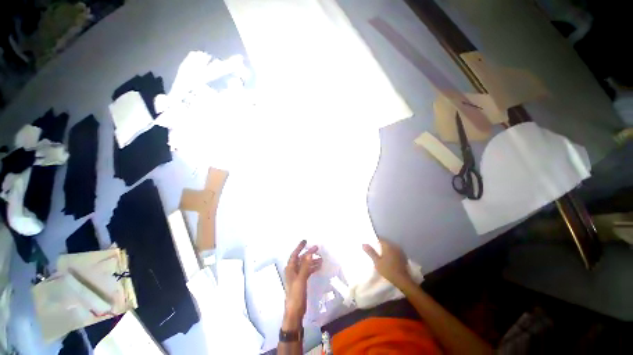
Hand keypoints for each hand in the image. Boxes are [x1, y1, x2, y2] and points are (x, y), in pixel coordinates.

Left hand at [283, 240, 321, 329]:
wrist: (295, 312)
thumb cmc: (296, 295)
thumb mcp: (301, 279)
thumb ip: (305, 266)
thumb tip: (309, 253)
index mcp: (290, 269)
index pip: (295, 254)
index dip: (299, 247)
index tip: (305, 241)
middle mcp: (293, 271)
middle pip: (301, 259)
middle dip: (309, 253)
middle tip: (317, 248)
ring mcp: (297, 276)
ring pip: (305, 265)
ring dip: (312, 261)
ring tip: (321, 258)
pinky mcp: (302, 282)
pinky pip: (308, 271)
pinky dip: (313, 268)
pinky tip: (319, 266)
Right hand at [363, 238, 412, 288]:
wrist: (402, 280)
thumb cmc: (388, 270)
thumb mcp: (377, 262)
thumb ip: (371, 252)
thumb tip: (363, 244)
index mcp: (388, 245)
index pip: (380, 239)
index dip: (374, 241)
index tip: (370, 244)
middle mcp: (394, 246)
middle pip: (385, 242)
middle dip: (380, 245)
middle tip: (374, 250)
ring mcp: (400, 251)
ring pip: (390, 247)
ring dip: (385, 249)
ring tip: (380, 254)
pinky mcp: (403, 256)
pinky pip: (394, 251)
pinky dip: (391, 253)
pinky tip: (388, 258)